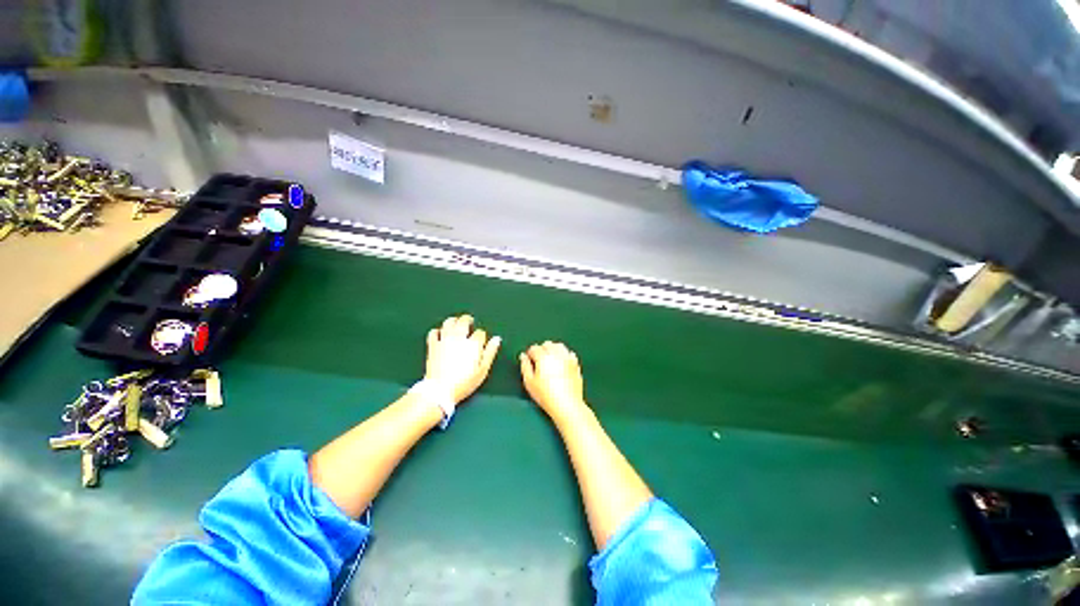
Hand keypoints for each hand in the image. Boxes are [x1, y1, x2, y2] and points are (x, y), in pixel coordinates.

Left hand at [424, 315, 500, 403]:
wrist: (440, 390)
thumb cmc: (464, 383)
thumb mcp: (483, 370)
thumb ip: (490, 352)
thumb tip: (497, 339)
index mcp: (473, 344)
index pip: (480, 333)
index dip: (481, 335)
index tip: (481, 340)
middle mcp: (459, 338)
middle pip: (463, 321)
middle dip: (468, 320)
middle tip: (470, 321)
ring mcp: (444, 340)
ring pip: (448, 323)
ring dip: (454, 321)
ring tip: (456, 323)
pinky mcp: (432, 345)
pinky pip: (434, 332)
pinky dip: (438, 331)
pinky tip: (441, 334)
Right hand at [520, 341, 587, 420]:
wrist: (567, 405)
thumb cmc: (545, 395)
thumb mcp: (529, 382)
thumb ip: (525, 366)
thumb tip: (523, 356)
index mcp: (543, 357)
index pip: (534, 348)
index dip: (530, 353)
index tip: (529, 361)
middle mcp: (556, 354)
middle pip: (547, 344)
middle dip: (541, 349)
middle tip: (539, 361)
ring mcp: (568, 358)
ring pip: (559, 346)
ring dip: (553, 349)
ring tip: (550, 359)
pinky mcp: (576, 364)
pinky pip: (569, 353)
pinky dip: (564, 354)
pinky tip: (561, 363)